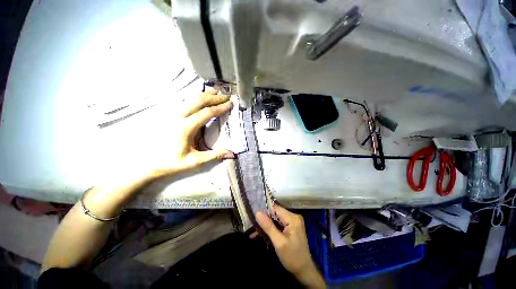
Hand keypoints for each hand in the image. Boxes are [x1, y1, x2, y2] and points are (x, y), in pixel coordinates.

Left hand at [153, 89, 234, 176]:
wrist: (147, 162)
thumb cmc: (171, 162)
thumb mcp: (194, 161)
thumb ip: (214, 155)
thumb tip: (232, 154)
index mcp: (186, 127)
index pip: (207, 113)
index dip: (220, 107)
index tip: (230, 104)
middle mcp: (179, 116)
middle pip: (199, 101)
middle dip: (215, 97)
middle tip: (227, 96)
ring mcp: (173, 113)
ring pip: (191, 98)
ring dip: (205, 94)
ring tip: (216, 91)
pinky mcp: (170, 114)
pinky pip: (185, 101)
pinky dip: (196, 96)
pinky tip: (201, 96)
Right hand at [255, 205, 324, 288]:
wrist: (304, 271)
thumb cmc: (292, 257)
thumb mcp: (279, 243)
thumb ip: (268, 226)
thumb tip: (257, 212)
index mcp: (292, 218)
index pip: (275, 208)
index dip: (264, 210)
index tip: (252, 213)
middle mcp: (293, 217)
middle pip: (275, 213)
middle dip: (263, 219)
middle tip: (251, 223)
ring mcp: (292, 222)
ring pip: (274, 219)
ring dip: (265, 225)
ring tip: (253, 231)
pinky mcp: (290, 227)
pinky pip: (277, 224)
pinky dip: (270, 229)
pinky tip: (260, 234)